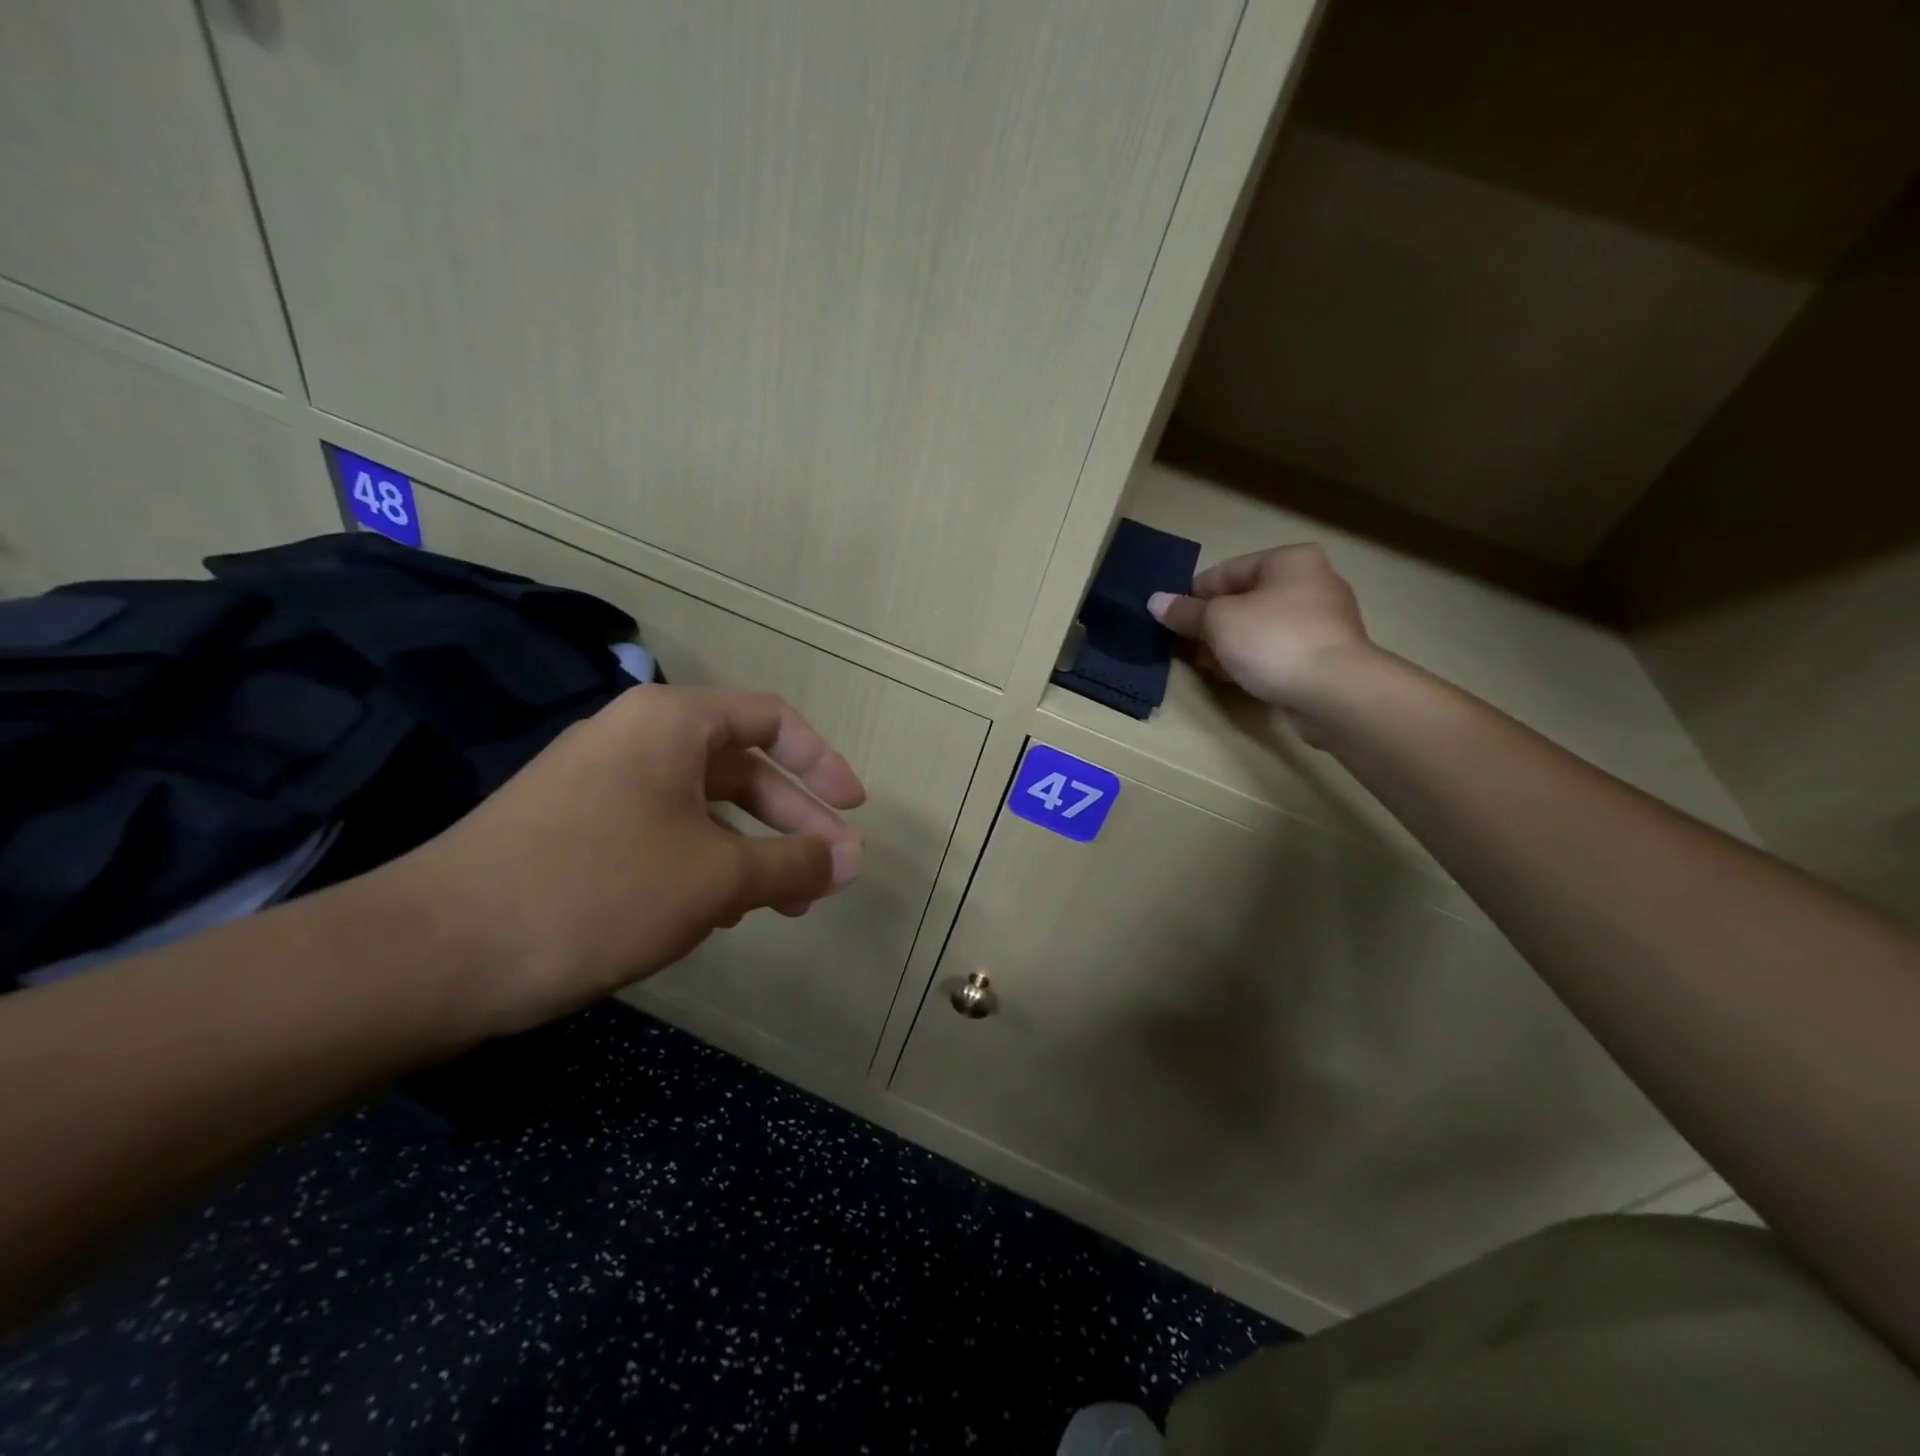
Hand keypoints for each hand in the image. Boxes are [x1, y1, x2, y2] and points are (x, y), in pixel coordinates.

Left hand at [390, 685, 865, 1034]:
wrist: (432, 954)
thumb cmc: (596, 891)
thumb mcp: (715, 877)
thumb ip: (795, 862)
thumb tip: (854, 859)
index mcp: (673, 722)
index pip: (773, 720)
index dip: (824, 764)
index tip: (854, 811)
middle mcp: (636, 738)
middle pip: (741, 768)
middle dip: (791, 823)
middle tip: (826, 878)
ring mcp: (599, 783)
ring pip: (701, 808)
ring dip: (749, 852)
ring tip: (777, 906)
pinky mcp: (572, 828)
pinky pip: (661, 833)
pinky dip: (701, 865)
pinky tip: (710, 914)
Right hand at [1147, 544, 1372, 721]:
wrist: (1334, 691)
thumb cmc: (1273, 639)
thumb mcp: (1218, 621)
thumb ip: (1185, 612)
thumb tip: (1155, 602)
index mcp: (1289, 561)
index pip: (1226, 571)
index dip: (1193, 595)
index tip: (1170, 620)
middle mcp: (1311, 582)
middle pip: (1244, 599)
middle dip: (1210, 624)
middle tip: (1183, 646)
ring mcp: (1322, 621)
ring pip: (1259, 627)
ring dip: (1227, 644)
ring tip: (1202, 664)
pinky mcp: (1325, 655)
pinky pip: (1276, 650)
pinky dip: (1251, 659)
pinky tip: (1231, 676)